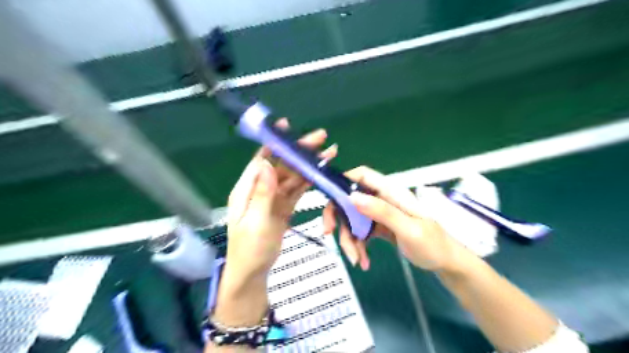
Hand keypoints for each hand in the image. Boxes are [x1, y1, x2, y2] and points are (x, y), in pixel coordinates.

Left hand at [221, 121, 338, 290]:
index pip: (262, 159)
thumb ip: (262, 194)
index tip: (288, 127)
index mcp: (247, 189)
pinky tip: (320, 172)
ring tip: (328, 152)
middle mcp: (260, 188)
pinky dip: (308, 180)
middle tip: (320, 137)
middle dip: (299, 151)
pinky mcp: (283, 206)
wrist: (253, 271)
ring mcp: (273, 197)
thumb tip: (267, 163)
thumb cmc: (249, 249)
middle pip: (282, 164)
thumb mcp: (255, 222)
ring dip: (308, 164)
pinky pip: (297, 190)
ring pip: (292, 176)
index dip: (275, 143)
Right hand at [324, 166, 466, 272]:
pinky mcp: (378, 227)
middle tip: (329, 234)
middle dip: (338, 218)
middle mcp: (382, 199)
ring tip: (357, 260)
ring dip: (349, 239)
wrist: (445, 263)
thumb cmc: (433, 244)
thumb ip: (383, 212)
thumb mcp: (409, 229)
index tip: (329, 199)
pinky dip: (358, 246)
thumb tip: (353, 197)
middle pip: (350, 200)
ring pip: (352, 220)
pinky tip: (364, 261)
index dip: (342, 182)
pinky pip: (360, 233)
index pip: (362, 175)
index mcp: (391, 192)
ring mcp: (379, 214)